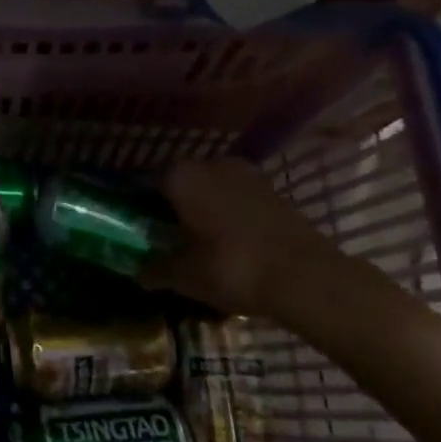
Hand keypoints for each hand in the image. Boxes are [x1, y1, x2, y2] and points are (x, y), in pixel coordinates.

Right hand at [143, 156, 356, 324]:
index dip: (137, 206)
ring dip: (201, 209)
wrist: (307, 277)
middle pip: (179, 184)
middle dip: (170, 207)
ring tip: (196, 242)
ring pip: (210, 190)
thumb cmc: (232, 267)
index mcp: (180, 176)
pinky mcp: (273, 191)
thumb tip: (137, 272)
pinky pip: (237, 199)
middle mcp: (210, 164)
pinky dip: (228, 216)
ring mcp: (246, 174)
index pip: (144, 183)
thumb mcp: (184, 276)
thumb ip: (155, 269)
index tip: (133, 228)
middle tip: (163, 237)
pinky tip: (227, 243)